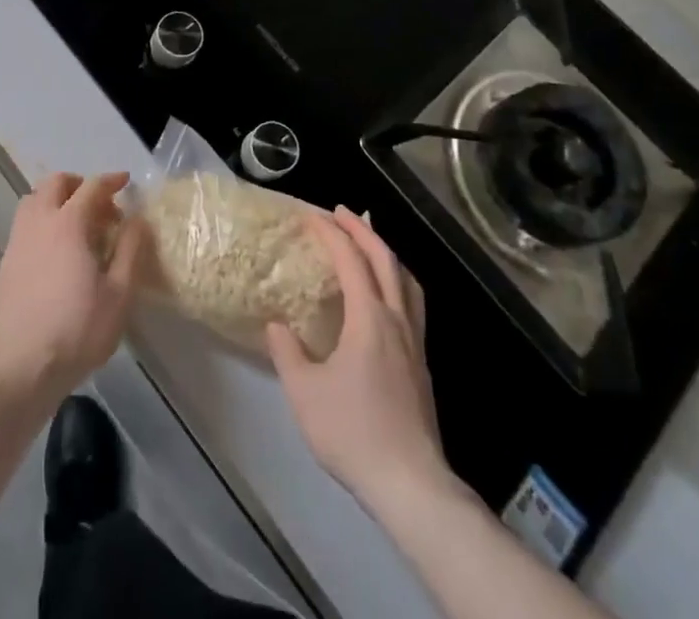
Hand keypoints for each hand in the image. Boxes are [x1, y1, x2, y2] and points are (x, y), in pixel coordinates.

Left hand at [0, 172, 145, 416]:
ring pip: (33, 201)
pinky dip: (41, 224)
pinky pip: (24, 227)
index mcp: (68, 224)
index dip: (111, 180)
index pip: (92, 187)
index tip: (125, 181)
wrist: (21, 369)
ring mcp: (17, 242)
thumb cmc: (77, 331)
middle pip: (55, 183)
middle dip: (79, 184)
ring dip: (55, 200)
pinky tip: (54, 254)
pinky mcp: (4, 264)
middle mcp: (39, 223)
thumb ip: (131, 250)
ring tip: (75, 224)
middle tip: (99, 204)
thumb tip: (137, 219)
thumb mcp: (119, 295)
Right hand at [267, 208, 452, 512]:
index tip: (311, 216)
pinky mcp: (421, 364)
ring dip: (385, 252)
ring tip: (367, 243)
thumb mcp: (304, 392)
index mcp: (369, 318)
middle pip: (385, 259)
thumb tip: (277, 325)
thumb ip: (287, 352)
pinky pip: (411, 302)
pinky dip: (396, 280)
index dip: (331, 233)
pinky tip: (384, 296)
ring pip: (406, 279)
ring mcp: (415, 342)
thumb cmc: (353, 432)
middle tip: (340, 213)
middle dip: (362, 230)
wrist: (410, 484)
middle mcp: (397, 320)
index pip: (351, 260)